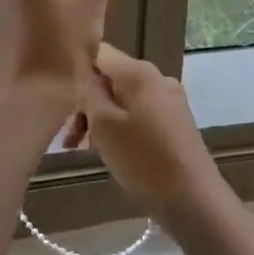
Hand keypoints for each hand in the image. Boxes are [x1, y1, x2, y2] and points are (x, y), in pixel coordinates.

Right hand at [64, 44, 225, 224]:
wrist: (194, 200)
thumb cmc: (143, 160)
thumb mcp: (104, 125)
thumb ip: (89, 92)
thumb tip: (84, 75)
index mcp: (139, 72)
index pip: (98, 54)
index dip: (75, 72)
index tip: (59, 100)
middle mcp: (157, 78)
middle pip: (110, 79)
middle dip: (86, 104)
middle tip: (69, 139)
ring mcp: (169, 100)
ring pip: (122, 100)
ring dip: (99, 119)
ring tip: (83, 150)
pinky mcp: (175, 123)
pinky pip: (138, 115)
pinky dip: (119, 127)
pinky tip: (110, 152)